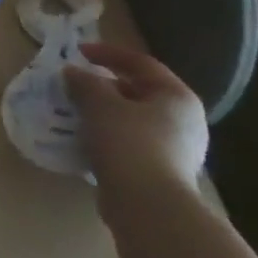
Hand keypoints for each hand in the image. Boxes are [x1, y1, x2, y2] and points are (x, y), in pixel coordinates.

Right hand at [65, 43, 208, 216]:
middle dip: (104, 86)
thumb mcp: (99, 104)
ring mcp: (177, 149)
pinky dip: (108, 137)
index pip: (141, 63)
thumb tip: (73, 73)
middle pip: (139, 92)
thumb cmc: (128, 142)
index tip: (78, 52)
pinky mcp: (162, 173)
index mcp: (176, 97)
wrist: (148, 205)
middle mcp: (184, 120)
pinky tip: (85, 140)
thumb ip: (84, 82)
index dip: (108, 53)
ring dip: (104, 113)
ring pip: (133, 120)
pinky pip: (131, 143)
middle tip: (75, 84)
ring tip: (75, 112)